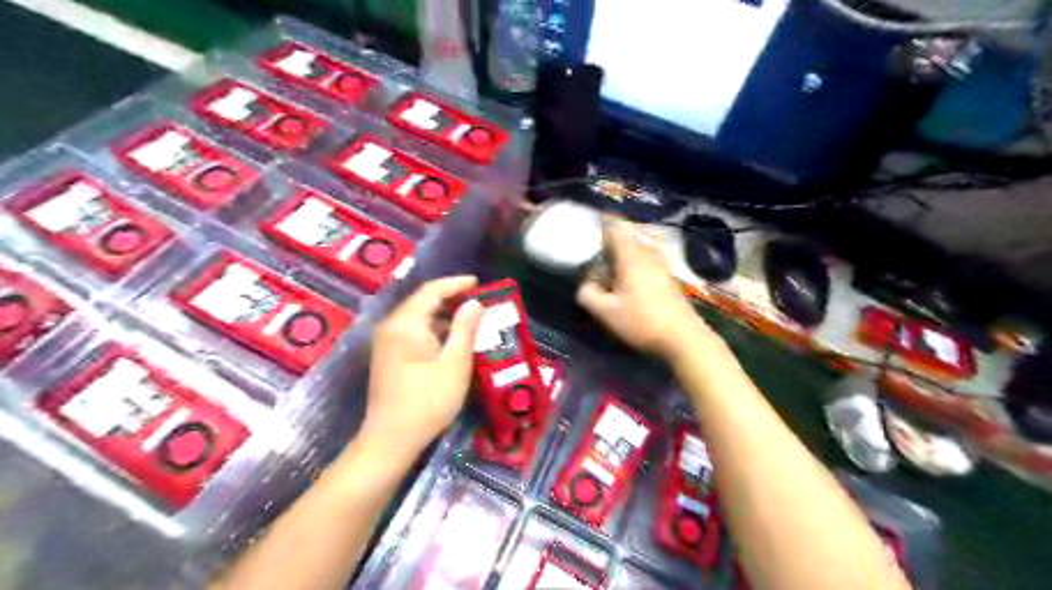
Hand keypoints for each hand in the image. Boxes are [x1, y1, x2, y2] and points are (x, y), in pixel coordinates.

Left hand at [359, 276, 478, 456]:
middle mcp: (392, 326)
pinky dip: (433, 328)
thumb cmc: (427, 401)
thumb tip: (474, 303)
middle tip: (479, 299)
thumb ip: (464, 329)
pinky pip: (413, 331)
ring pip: (418, 317)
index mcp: (406, 324)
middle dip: (451, 297)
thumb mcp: (454, 364)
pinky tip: (452, 338)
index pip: (431, 291)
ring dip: (443, 314)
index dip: (456, 284)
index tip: (478, 282)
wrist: (390, 439)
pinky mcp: (388, 355)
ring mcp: (386, 341)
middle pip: (422, 301)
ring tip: (471, 316)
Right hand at [574, 216, 714, 358]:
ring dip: (624, 256)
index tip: (593, 232)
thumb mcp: (606, 312)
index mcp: (631, 256)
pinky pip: (648, 261)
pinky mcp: (670, 278)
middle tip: (598, 260)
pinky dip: (636, 266)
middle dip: (612, 244)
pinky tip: (630, 285)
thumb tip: (587, 284)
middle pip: (628, 237)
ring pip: (639, 249)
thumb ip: (588, 294)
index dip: (603, 225)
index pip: (616, 227)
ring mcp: (662, 265)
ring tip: (612, 274)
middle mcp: (648, 254)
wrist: (684, 338)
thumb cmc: (641, 322)